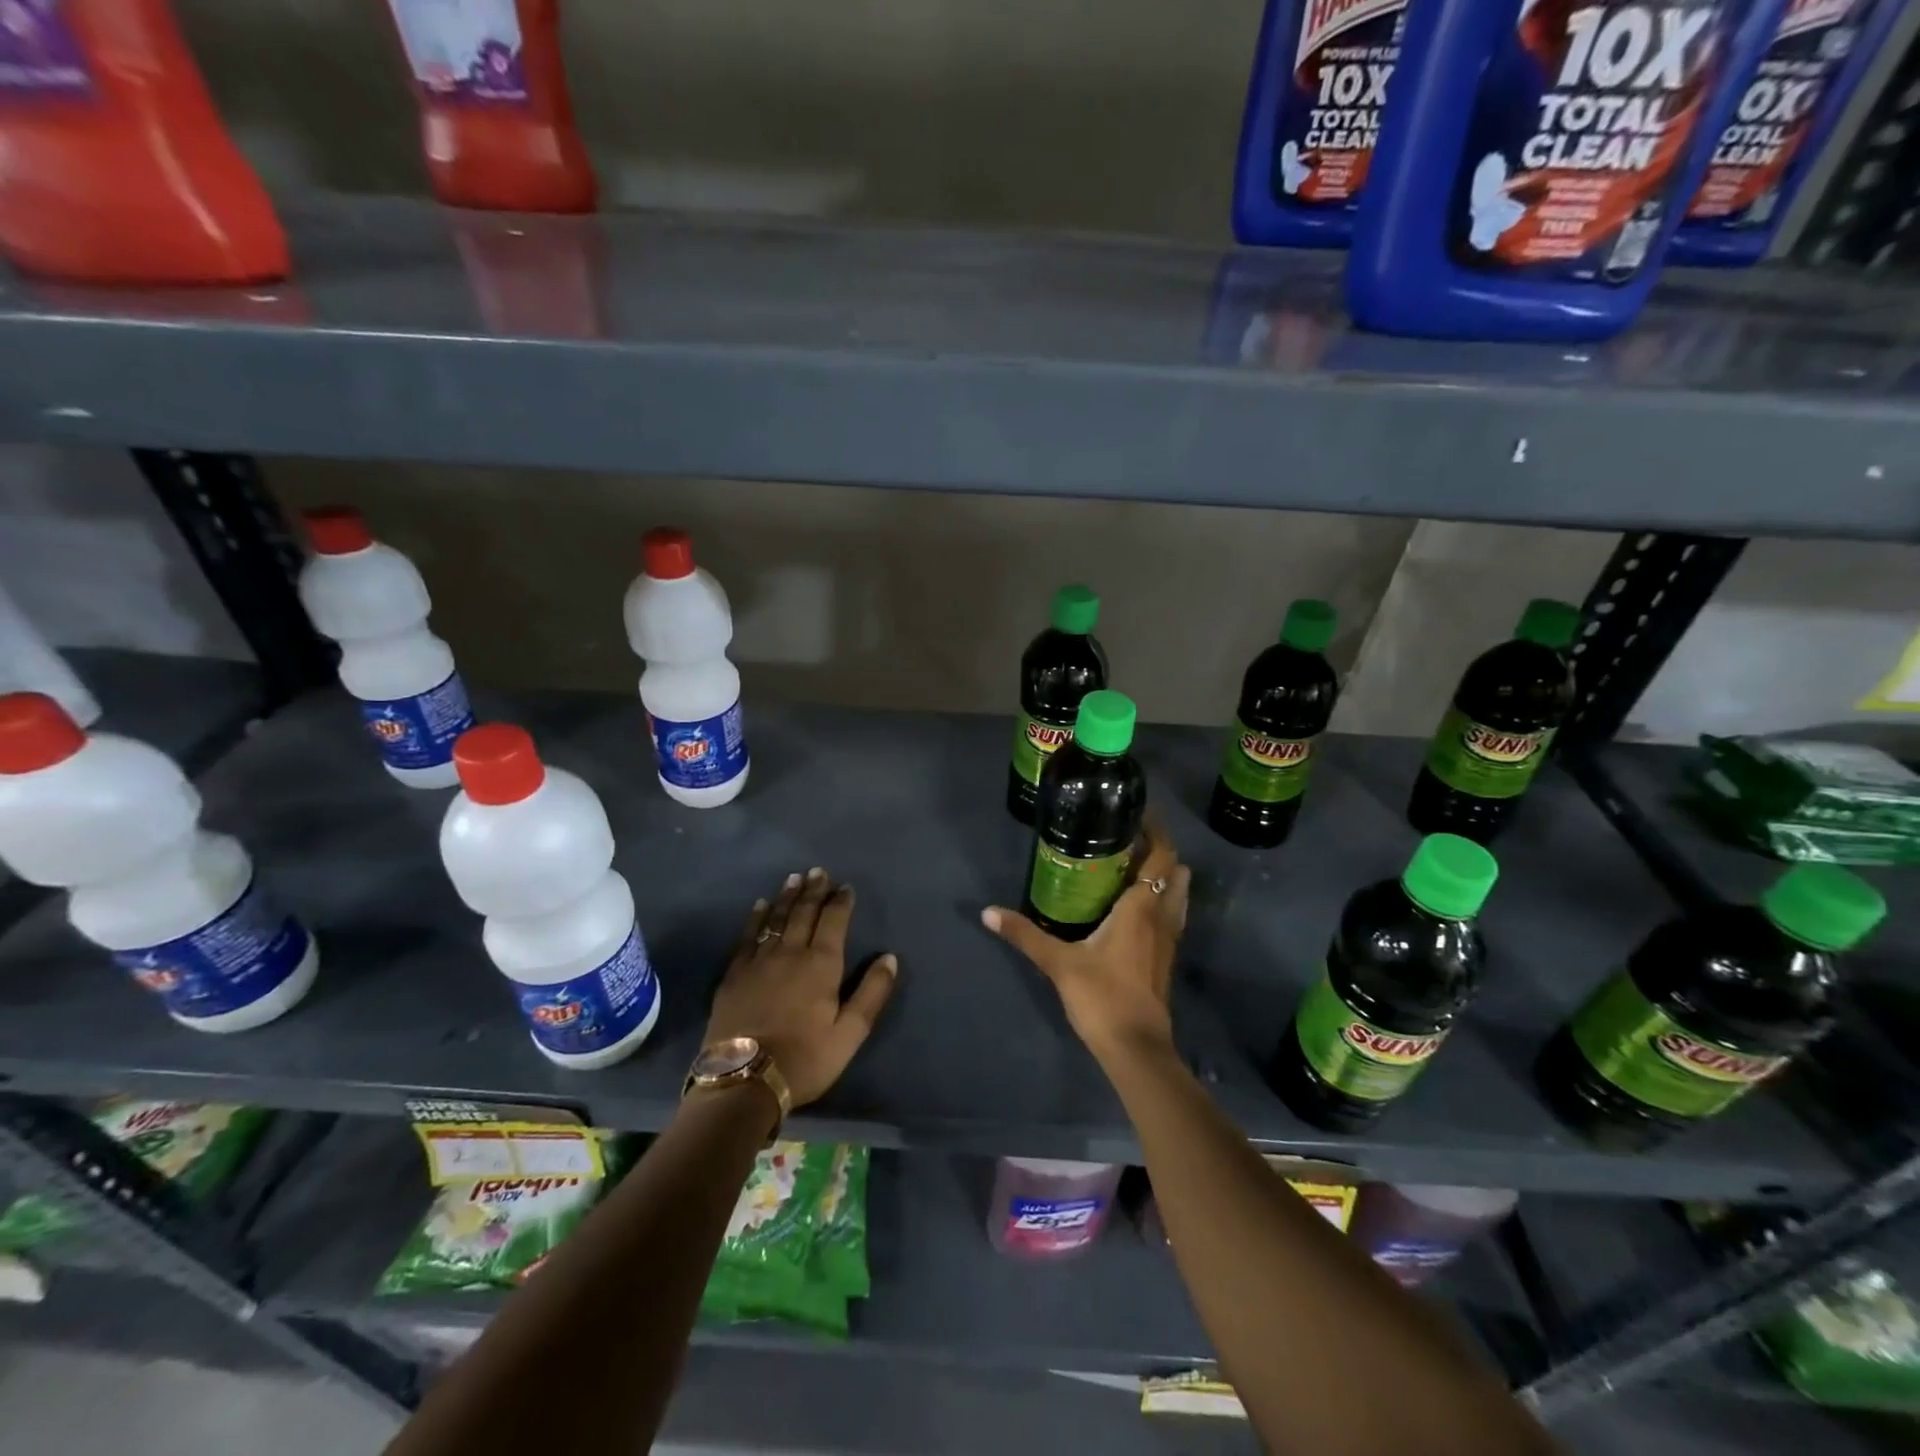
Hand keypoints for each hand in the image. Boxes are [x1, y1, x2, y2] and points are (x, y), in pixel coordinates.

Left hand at [705, 867, 898, 1108]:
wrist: (743, 1080)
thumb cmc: (805, 1058)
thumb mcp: (850, 1033)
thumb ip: (871, 993)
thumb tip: (889, 957)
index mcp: (821, 965)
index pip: (833, 922)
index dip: (841, 902)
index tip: (845, 886)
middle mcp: (790, 953)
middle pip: (804, 913)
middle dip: (814, 890)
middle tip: (818, 871)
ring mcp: (758, 961)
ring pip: (776, 919)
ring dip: (787, 897)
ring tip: (794, 878)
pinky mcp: (734, 974)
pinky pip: (748, 936)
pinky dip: (757, 917)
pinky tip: (760, 906)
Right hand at [982, 821, 1190, 1059]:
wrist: (1136, 1048)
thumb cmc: (1102, 996)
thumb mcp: (1058, 962)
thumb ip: (1024, 934)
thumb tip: (988, 912)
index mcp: (1141, 907)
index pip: (1161, 857)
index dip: (1156, 832)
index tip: (1139, 814)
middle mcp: (1162, 917)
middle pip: (1175, 872)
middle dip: (1159, 851)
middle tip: (1128, 839)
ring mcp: (1169, 940)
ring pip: (1177, 895)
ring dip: (1164, 876)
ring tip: (1132, 867)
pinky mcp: (1166, 959)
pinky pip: (1170, 916)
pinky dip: (1160, 901)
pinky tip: (1134, 908)